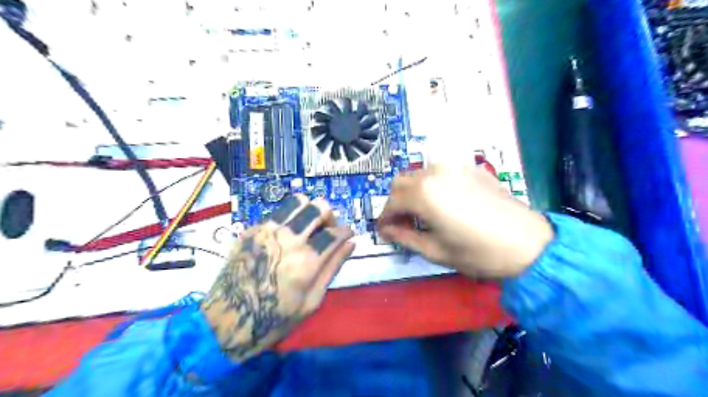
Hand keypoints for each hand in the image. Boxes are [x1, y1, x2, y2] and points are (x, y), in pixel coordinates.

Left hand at [198, 196, 353, 362]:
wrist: (226, 321)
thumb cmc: (274, 318)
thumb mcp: (311, 301)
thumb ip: (332, 268)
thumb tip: (351, 243)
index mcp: (306, 261)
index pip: (336, 233)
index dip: (347, 231)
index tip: (348, 234)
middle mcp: (288, 239)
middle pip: (319, 207)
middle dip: (330, 215)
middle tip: (327, 230)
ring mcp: (267, 231)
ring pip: (298, 201)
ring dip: (309, 210)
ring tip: (307, 227)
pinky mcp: (251, 230)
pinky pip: (277, 213)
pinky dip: (289, 219)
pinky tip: (285, 236)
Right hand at [378, 165, 555, 278]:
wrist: (529, 243)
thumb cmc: (479, 253)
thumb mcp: (436, 251)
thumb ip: (405, 237)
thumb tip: (386, 230)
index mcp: (423, 194)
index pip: (391, 202)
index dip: (384, 217)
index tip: (383, 230)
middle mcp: (434, 173)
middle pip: (401, 182)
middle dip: (396, 202)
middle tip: (402, 223)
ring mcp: (453, 166)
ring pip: (419, 174)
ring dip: (412, 191)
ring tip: (422, 213)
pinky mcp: (469, 167)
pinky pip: (439, 172)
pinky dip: (431, 185)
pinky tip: (442, 202)